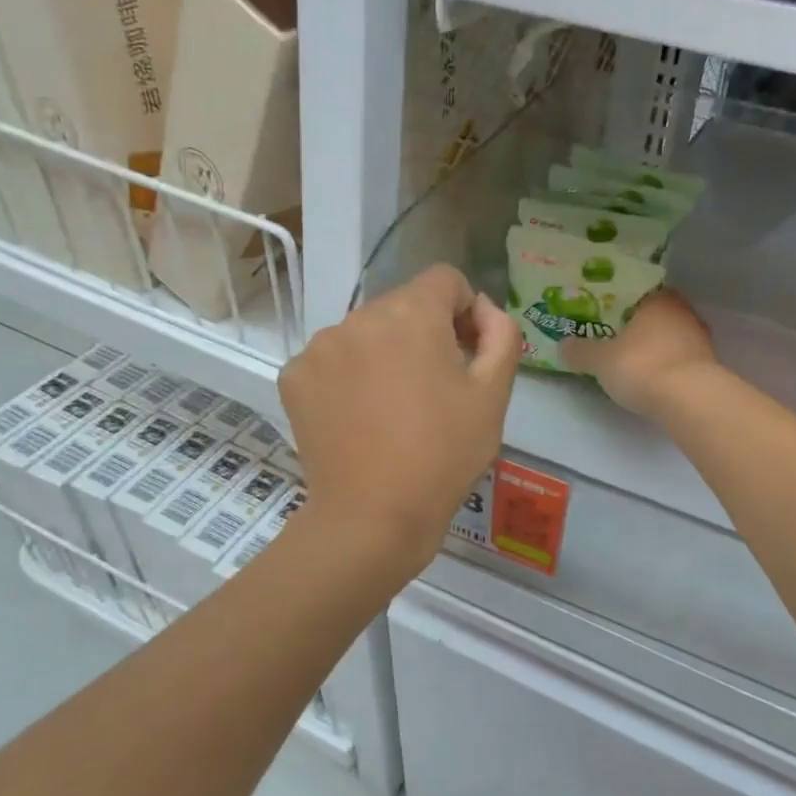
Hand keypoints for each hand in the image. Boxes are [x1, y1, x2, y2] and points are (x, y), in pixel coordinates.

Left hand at [280, 265, 517, 574]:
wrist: (373, 516)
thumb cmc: (444, 455)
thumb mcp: (494, 395)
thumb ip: (501, 334)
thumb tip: (484, 309)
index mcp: (413, 314)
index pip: (445, 279)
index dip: (465, 310)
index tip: (468, 353)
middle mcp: (360, 315)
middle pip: (403, 305)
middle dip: (424, 333)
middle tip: (435, 388)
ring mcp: (320, 346)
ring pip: (365, 332)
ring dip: (384, 353)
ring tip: (394, 408)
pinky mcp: (294, 376)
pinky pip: (332, 360)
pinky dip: (348, 377)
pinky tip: (358, 417)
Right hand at [560, 288, 718, 420]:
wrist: (690, 400)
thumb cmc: (642, 366)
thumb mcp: (600, 360)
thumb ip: (581, 351)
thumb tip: (563, 345)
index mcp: (657, 299)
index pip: (637, 291)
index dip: (619, 302)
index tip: (603, 314)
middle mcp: (682, 311)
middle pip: (654, 314)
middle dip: (636, 325)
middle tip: (613, 337)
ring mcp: (700, 338)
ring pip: (669, 336)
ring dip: (653, 346)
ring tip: (631, 359)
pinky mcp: (708, 365)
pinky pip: (679, 358)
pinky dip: (666, 364)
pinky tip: (652, 377)